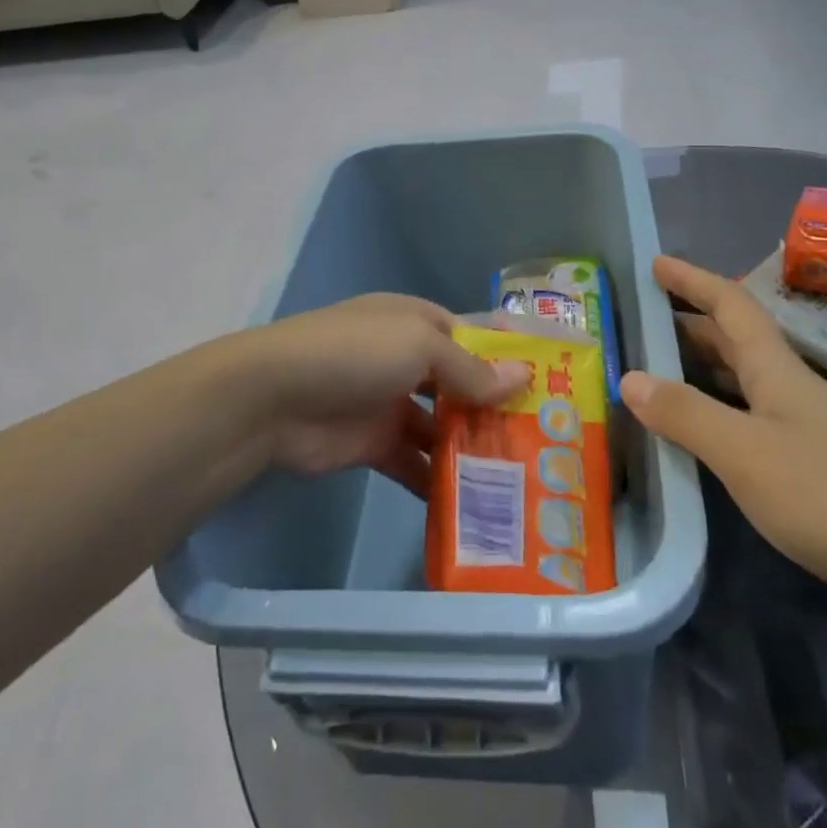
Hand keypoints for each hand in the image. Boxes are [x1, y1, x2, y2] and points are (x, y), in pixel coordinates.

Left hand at [242, 296, 530, 497]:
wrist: (274, 398)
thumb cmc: (355, 354)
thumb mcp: (420, 347)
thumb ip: (470, 368)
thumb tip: (523, 378)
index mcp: (417, 322)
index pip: (474, 333)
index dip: (510, 354)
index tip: (553, 379)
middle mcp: (407, 359)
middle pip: (463, 383)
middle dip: (498, 407)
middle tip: (546, 439)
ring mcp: (390, 402)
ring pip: (443, 426)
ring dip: (473, 448)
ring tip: (521, 477)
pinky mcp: (375, 444)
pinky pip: (416, 463)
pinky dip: (439, 481)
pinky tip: (474, 504)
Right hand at [622, 257, 826, 632]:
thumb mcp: (745, 452)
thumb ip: (686, 414)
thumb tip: (629, 376)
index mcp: (779, 373)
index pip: (731, 306)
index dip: (693, 280)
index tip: (655, 263)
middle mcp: (794, 394)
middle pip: (736, 344)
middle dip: (689, 325)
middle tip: (640, 325)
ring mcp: (809, 437)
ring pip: (743, 387)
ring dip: (701, 373)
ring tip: (655, 376)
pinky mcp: (816, 479)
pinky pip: (752, 430)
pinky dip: (718, 421)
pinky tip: (699, 443)